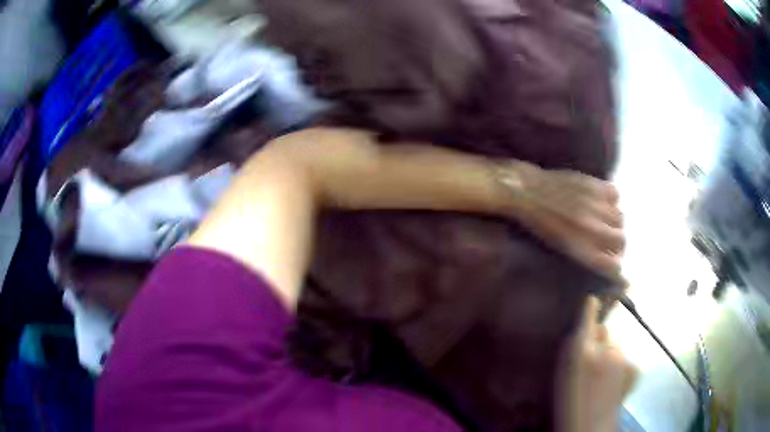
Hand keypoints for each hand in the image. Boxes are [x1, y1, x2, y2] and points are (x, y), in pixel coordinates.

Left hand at [502, 161, 624, 281]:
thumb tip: (609, 262)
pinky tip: (600, 201)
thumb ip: (587, 254)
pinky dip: (611, 198)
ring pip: (620, 217)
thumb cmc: (539, 225)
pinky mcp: (594, 185)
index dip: (615, 265)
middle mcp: (592, 229)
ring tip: (602, 218)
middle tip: (608, 239)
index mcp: (582, 249)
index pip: (614, 266)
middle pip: (621, 240)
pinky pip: (615, 194)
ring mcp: (595, 205)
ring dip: (614, 221)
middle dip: (617, 243)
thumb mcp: (562, 248)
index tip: (612, 261)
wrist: (524, 192)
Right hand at [559, 297, 637, 431]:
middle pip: (604, 332)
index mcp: (582, 351)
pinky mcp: (635, 368)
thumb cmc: (570, 402)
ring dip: (610, 355)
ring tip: (603, 377)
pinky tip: (614, 383)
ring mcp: (624, 358)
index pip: (589, 318)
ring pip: (615, 346)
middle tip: (592, 362)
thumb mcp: (563, 374)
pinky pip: (626, 359)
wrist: (590, 426)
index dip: (590, 308)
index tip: (592, 300)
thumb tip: (581, 328)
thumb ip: (572, 348)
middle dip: (599, 341)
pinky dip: (621, 367)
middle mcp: (606, 348)